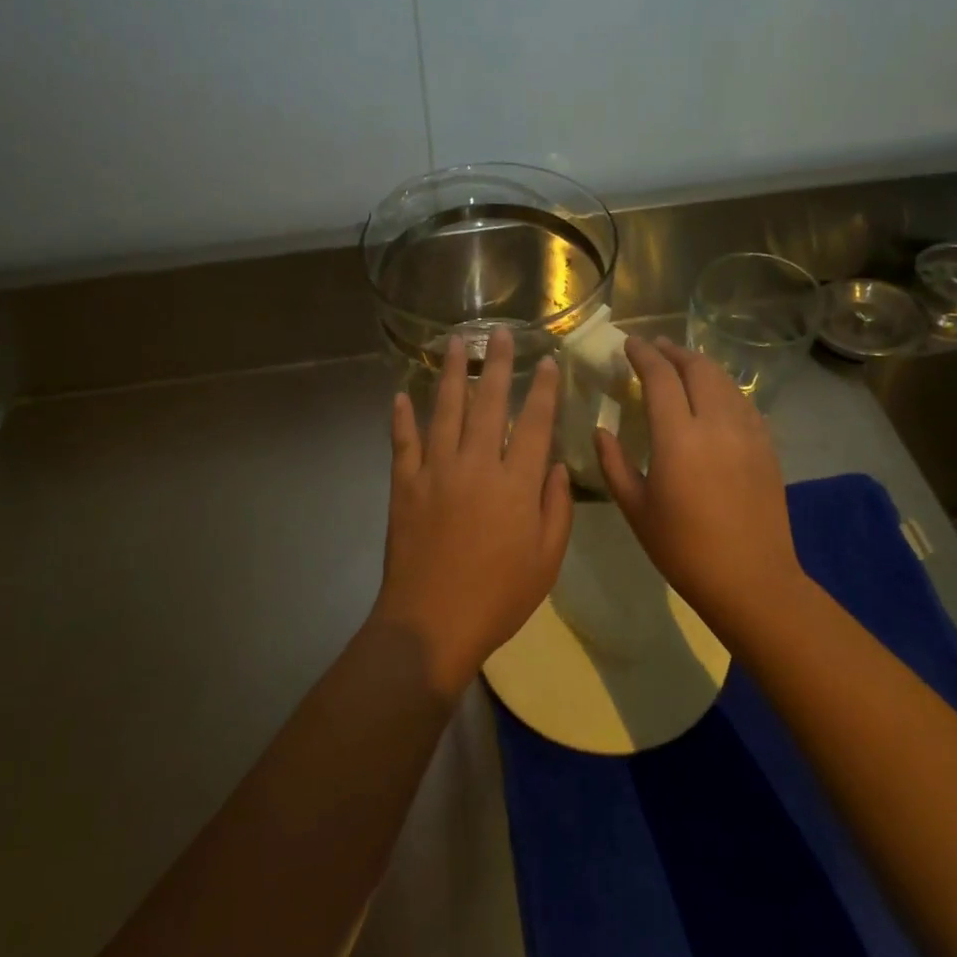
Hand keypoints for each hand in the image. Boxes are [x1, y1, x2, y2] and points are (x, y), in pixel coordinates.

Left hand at [374, 328, 573, 695]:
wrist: (432, 622)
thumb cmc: (498, 597)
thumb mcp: (547, 559)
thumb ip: (555, 507)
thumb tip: (553, 465)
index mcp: (515, 484)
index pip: (534, 423)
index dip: (543, 390)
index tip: (547, 361)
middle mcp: (476, 465)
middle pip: (489, 404)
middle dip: (497, 365)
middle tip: (500, 333)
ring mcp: (435, 471)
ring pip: (445, 411)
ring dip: (451, 374)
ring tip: (455, 343)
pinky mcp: (404, 485)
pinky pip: (403, 442)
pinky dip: (402, 417)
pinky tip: (401, 395)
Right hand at [594, 337, 807, 632]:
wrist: (751, 579)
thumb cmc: (683, 549)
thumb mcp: (636, 509)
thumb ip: (614, 463)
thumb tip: (600, 430)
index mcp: (678, 439)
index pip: (660, 378)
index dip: (643, 355)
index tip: (629, 343)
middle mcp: (716, 424)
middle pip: (697, 368)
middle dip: (674, 351)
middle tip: (655, 347)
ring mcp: (748, 433)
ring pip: (724, 381)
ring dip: (700, 365)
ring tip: (682, 364)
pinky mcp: (767, 446)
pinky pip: (743, 402)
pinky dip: (723, 388)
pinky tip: (714, 396)